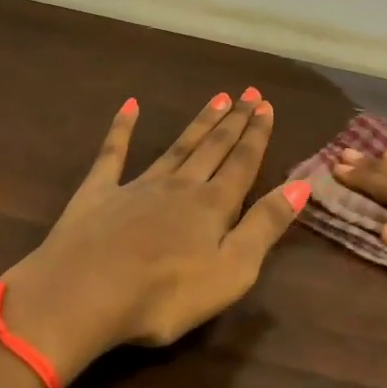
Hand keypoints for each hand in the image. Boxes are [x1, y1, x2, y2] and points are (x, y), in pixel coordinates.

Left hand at [0, 91, 311, 381]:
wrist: (85, 294)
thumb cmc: (166, 294)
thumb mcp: (232, 270)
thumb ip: (265, 225)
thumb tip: (301, 184)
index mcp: (213, 206)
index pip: (242, 163)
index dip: (256, 135)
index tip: (266, 105)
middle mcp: (179, 186)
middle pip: (213, 148)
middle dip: (233, 121)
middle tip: (247, 93)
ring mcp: (137, 186)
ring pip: (176, 147)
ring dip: (198, 124)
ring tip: (216, 98)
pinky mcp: (98, 193)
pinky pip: (112, 153)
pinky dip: (122, 128)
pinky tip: (129, 106)